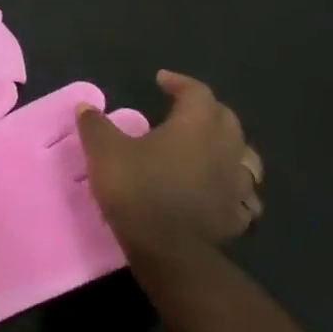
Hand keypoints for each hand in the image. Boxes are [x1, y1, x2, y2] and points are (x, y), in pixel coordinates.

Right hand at [75, 70, 262, 262]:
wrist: (168, 250)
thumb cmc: (137, 189)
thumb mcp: (103, 150)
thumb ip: (96, 124)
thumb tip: (87, 107)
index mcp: (196, 127)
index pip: (198, 93)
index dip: (180, 83)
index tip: (161, 81)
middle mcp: (225, 150)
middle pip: (227, 119)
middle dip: (206, 110)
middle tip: (182, 110)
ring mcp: (238, 185)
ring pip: (245, 156)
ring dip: (228, 146)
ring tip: (207, 148)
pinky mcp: (239, 215)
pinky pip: (245, 193)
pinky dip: (233, 185)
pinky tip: (219, 191)